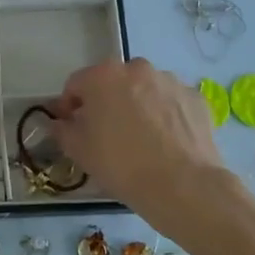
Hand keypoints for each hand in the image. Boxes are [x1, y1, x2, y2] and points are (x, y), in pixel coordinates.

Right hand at [50, 59, 233, 230]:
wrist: (182, 185)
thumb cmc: (121, 164)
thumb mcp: (79, 150)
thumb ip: (62, 129)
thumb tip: (60, 122)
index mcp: (103, 76)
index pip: (75, 84)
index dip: (69, 106)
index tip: (70, 126)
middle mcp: (137, 68)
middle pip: (112, 82)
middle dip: (106, 101)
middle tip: (105, 132)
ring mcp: (170, 81)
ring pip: (144, 89)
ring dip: (136, 105)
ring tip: (140, 138)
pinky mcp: (195, 97)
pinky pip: (170, 102)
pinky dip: (164, 114)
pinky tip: (165, 141)